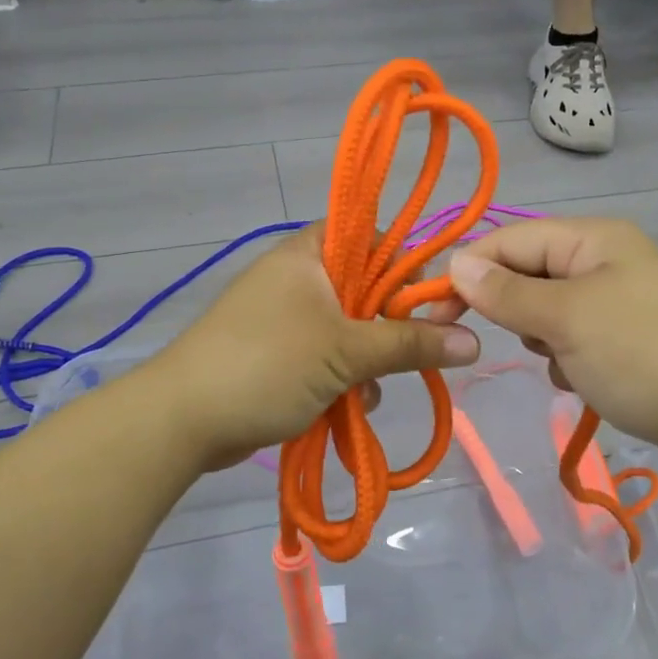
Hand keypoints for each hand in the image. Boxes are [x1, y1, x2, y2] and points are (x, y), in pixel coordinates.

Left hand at [147, 228, 478, 471]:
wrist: (182, 421)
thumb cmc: (266, 366)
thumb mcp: (346, 353)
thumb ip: (410, 344)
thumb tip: (476, 342)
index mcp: (309, 254)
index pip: (373, 237)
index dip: (407, 265)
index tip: (433, 303)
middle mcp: (298, 276)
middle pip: (366, 287)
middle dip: (390, 325)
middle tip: (415, 351)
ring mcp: (286, 316)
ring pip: (350, 327)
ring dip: (369, 359)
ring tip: (371, 389)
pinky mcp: (279, 353)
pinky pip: (328, 355)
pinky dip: (344, 377)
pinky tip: (352, 405)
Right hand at [436, 218, 657, 465]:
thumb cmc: (641, 355)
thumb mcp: (565, 320)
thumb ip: (506, 292)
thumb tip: (456, 264)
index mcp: (592, 238)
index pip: (509, 239)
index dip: (470, 271)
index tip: (436, 313)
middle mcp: (605, 258)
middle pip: (529, 273)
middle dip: (516, 311)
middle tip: (531, 343)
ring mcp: (621, 296)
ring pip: (550, 310)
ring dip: (544, 339)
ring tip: (567, 366)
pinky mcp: (631, 334)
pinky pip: (577, 336)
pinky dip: (569, 358)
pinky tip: (584, 381)